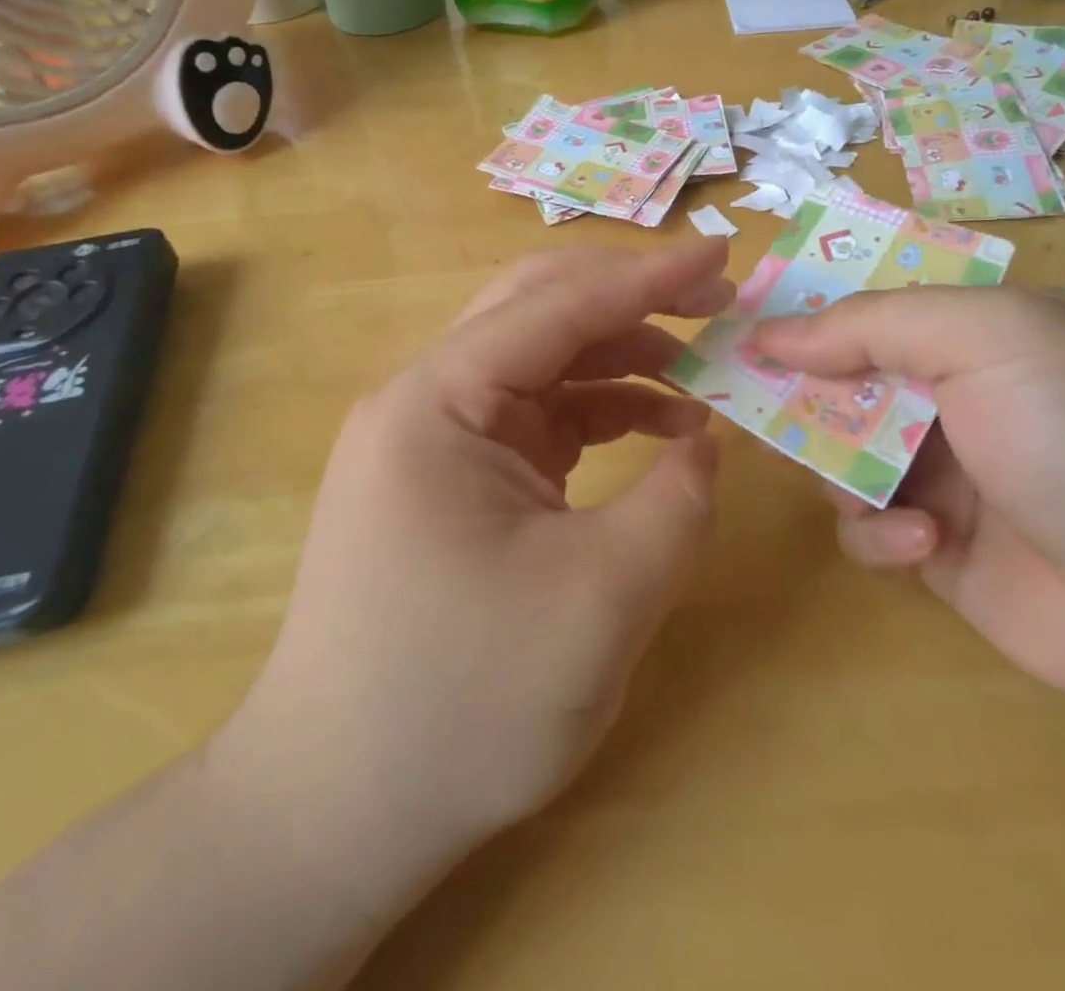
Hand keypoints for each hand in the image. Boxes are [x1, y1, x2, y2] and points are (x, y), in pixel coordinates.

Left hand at [213, 239, 730, 891]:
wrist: (341, 810)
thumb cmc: (463, 704)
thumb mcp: (602, 601)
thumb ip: (677, 500)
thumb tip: (705, 436)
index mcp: (439, 402)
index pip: (558, 304)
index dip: (649, 276)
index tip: (724, 253)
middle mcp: (427, 399)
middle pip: (540, 308)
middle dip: (633, 298)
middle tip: (716, 300)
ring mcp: (436, 437)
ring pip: (543, 359)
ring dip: (623, 356)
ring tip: (703, 379)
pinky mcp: (454, 474)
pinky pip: (537, 413)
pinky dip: (601, 409)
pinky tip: (658, 428)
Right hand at [753, 288, 1064, 723]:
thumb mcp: (992, 339)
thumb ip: (873, 325)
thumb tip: (769, 334)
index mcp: (975, 332)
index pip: (868, 307)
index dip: (806, 315)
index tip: (744, 328)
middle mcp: (955, 396)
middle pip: (841, 383)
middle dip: (802, 396)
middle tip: (752, 405)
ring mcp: (946, 474)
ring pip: (840, 457)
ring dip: (840, 469)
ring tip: (868, 486)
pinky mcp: (938, 547)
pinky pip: (868, 528)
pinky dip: (878, 533)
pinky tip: (923, 543)